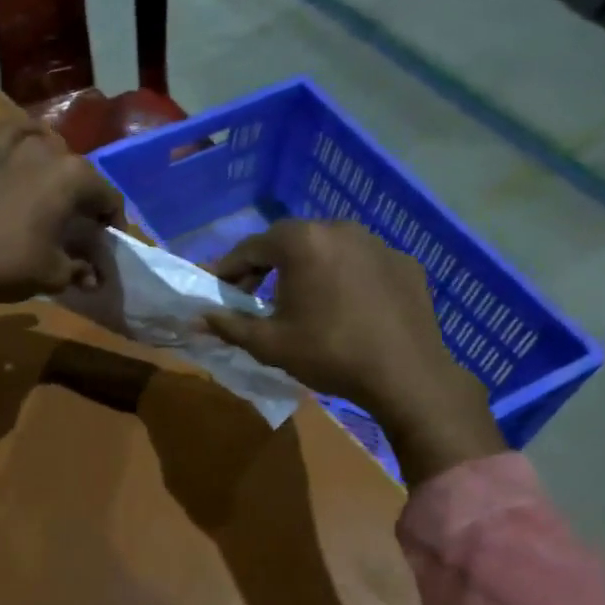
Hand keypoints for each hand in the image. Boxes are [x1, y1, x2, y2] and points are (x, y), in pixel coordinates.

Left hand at [0, 120, 123, 318]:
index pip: (108, 197)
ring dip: (58, 171)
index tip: (108, 244)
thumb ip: (80, 270)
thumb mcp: (54, 274)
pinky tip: (26, 152)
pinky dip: (25, 141)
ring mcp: (11, 145)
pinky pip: (13, 136)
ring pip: (48, 150)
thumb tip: (93, 277)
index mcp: (73, 176)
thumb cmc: (6, 265)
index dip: (113, 223)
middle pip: (80, 174)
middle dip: (86, 200)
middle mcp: (47, 150)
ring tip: (53, 197)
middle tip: (81, 228)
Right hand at [202, 220, 505, 484]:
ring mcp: (377, 243)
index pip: (252, 247)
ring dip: (306, 269)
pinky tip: (344, 308)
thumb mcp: (270, 344)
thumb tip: (197, 319)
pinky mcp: (403, 263)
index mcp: (303, 242)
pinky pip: (361, 263)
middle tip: (252, 295)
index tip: (218, 289)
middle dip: (266, 266)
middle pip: (290, 241)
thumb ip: (230, 326)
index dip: (229, 268)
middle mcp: (340, 229)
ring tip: (299, 301)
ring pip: (328, 249)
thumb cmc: (330, 354)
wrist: (407, 376)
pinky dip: (344, 278)